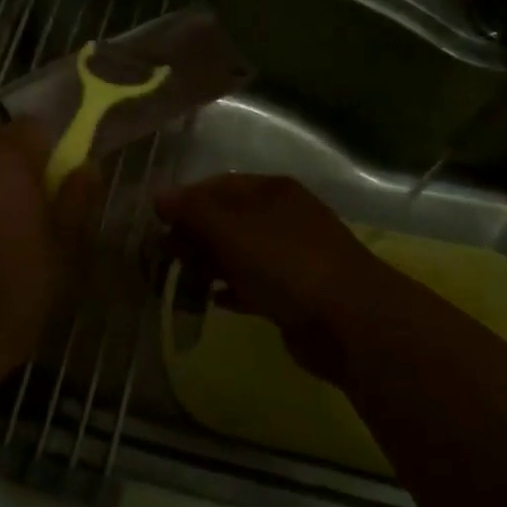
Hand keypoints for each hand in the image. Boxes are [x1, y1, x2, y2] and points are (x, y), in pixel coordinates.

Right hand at [156, 175, 407, 382]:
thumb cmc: (286, 263)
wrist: (350, 321)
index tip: (156, 224)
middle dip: (194, 234)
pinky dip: (231, 289)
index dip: (185, 201)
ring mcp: (290, 256)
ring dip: (209, 264)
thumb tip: (159, 195)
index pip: (217, 185)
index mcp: (271, 190)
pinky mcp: (294, 294)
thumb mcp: (231, 229)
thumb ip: (193, 210)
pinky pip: (252, 285)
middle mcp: (282, 217)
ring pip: (238, 253)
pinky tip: (212, 301)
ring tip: (180, 280)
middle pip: (227, 219)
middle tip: (163, 256)